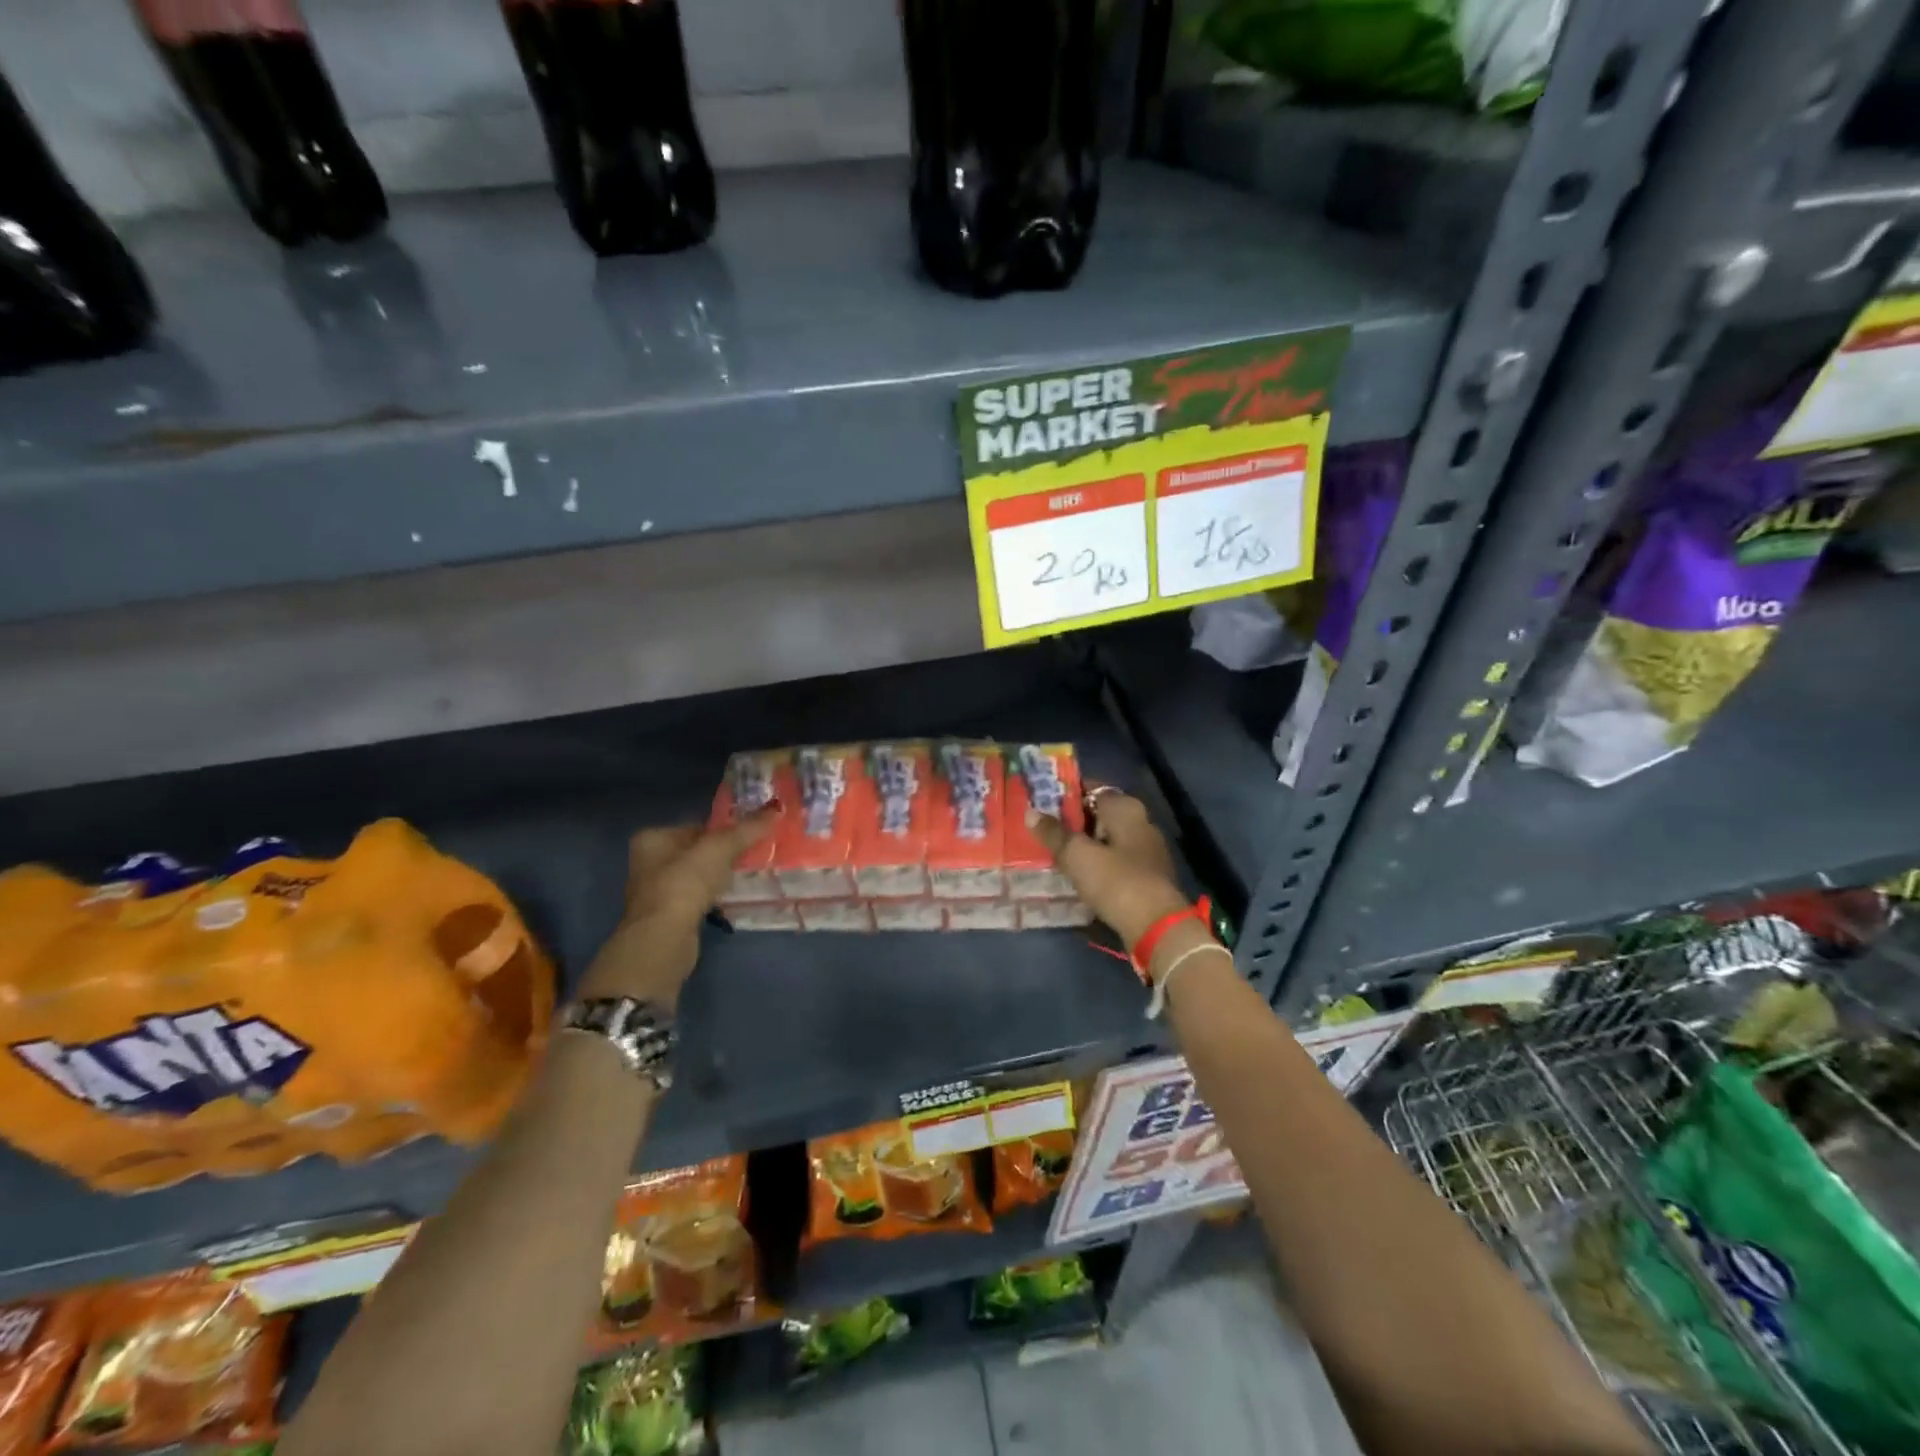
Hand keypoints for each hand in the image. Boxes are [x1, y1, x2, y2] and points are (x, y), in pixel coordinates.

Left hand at [576, 811, 777, 1008]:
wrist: (664, 938)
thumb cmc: (686, 883)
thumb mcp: (721, 848)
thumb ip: (748, 828)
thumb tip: (777, 808)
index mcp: (652, 838)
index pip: (696, 827)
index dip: (724, 831)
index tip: (749, 837)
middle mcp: (647, 862)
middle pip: (696, 851)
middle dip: (723, 855)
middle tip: (752, 856)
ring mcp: (655, 892)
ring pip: (696, 877)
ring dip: (718, 878)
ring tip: (744, 878)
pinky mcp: (666, 917)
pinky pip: (696, 899)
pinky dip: (712, 898)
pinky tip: (729, 900)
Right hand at [1024, 784, 1189, 948]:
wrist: (1156, 926)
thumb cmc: (1115, 880)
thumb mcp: (1076, 855)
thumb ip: (1053, 833)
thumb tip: (1031, 812)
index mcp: (1125, 807)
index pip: (1091, 788)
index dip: (1065, 793)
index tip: (1041, 802)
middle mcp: (1140, 821)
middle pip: (1099, 813)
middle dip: (1073, 820)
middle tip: (1043, 829)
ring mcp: (1147, 849)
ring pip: (1107, 838)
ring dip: (1085, 843)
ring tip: (1055, 852)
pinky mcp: (1147, 875)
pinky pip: (1115, 860)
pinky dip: (1098, 862)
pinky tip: (1079, 874)